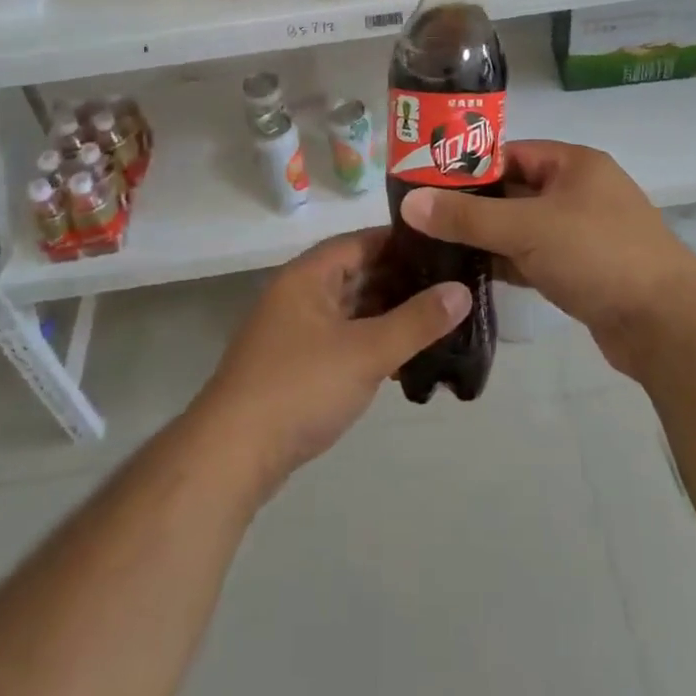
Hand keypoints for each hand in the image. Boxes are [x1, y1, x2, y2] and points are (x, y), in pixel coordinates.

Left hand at [192, 229, 470, 498]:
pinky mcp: (294, 364)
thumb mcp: (367, 352)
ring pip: (350, 309)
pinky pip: (341, 338)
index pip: (362, 241)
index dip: (403, 242)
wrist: (232, 455)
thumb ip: (417, 321)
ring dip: (387, 314)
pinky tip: (402, 357)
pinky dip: (370, 341)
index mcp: (308, 276)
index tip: (445, 247)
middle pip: (357, 273)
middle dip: (401, 280)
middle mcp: (298, 294)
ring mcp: (294, 330)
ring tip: (436, 320)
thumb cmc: (301, 387)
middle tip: (450, 286)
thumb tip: (462, 290)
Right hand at [399, 140, 695, 370]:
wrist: (666, 325)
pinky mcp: (582, 269)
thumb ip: (467, 216)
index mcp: (573, 164)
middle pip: (513, 191)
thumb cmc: (598, 256)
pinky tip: (471, 274)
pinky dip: (507, 263)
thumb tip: (410, 202)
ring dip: (487, 238)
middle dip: (472, 206)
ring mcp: (582, 233)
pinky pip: (534, 257)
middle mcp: (579, 191)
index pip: (509, 154)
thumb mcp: (527, 228)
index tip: (425, 183)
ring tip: (436, 246)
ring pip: (522, 227)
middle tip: (423, 219)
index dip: (468, 166)